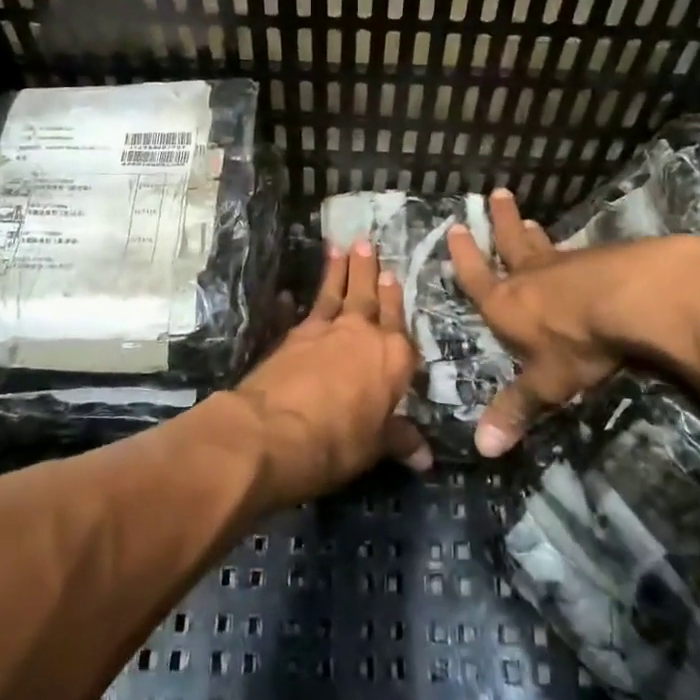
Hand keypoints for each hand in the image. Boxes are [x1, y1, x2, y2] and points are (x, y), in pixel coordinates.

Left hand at [229, 241, 424, 503]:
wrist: (273, 430)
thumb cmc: (337, 441)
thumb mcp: (375, 446)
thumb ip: (399, 439)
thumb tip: (426, 457)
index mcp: (393, 357)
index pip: (399, 323)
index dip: (395, 300)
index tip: (394, 276)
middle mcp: (362, 334)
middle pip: (368, 296)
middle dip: (368, 270)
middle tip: (366, 242)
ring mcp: (324, 331)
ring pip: (335, 294)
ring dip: (337, 271)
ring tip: (339, 247)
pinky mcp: (291, 336)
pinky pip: (299, 312)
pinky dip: (294, 301)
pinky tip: (289, 293)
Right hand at [446, 189, 680, 455]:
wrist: (634, 300)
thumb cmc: (578, 343)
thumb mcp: (546, 383)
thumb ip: (517, 409)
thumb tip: (482, 449)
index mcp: (506, 304)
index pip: (477, 276)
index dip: (465, 256)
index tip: (457, 228)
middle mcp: (530, 278)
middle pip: (510, 243)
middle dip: (501, 221)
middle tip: (497, 194)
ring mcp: (566, 265)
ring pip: (543, 245)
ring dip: (533, 233)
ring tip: (529, 218)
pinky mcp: (601, 261)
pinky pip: (577, 253)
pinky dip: (571, 250)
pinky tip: (581, 251)